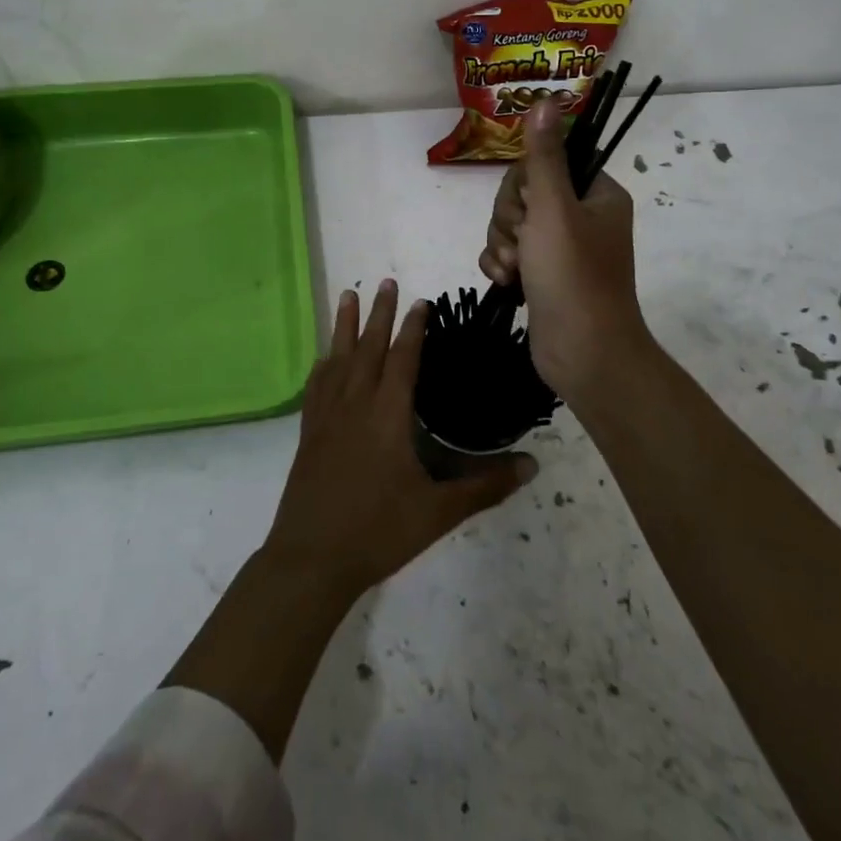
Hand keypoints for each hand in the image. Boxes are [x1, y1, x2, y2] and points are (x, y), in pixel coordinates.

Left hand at [262, 280, 536, 599]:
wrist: (311, 558)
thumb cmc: (378, 532)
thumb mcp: (437, 512)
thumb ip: (484, 486)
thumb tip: (532, 466)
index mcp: (387, 415)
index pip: (403, 360)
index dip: (413, 329)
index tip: (421, 302)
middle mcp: (355, 404)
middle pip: (368, 348)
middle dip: (378, 314)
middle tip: (384, 281)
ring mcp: (326, 417)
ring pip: (338, 359)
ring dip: (346, 326)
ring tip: (349, 295)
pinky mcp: (308, 432)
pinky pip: (317, 385)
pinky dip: (324, 363)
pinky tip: (325, 358)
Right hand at [479, 100, 654, 405]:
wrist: (583, 354)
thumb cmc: (572, 276)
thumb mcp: (553, 209)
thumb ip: (543, 157)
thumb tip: (546, 100)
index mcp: (597, 194)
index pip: (545, 164)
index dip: (523, 185)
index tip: (527, 208)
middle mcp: (582, 217)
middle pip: (522, 195)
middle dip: (510, 221)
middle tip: (522, 246)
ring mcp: (562, 248)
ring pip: (511, 226)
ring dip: (503, 246)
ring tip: (515, 272)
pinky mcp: (544, 275)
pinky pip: (510, 253)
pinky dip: (502, 266)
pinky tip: (506, 284)